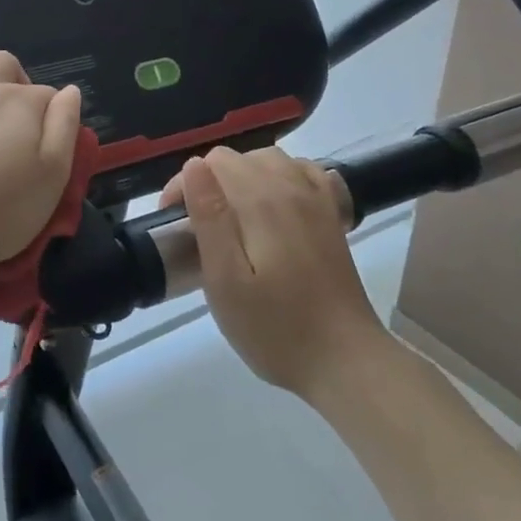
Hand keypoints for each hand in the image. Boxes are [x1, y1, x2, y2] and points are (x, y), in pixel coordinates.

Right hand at [164, 146, 389, 396]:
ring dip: (241, 178)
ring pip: (269, 160)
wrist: (345, 361)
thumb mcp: (225, 281)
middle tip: (197, 228)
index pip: (212, 163)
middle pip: (238, 158)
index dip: (184, 186)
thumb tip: (194, 165)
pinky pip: (302, 172)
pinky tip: (271, 207)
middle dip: (209, 181)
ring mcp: (316, 200)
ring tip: (229, 218)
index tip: (175, 224)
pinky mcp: (332, 216)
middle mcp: (291, 188)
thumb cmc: (275, 328)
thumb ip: (209, 218)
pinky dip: (279, 178)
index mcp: (261, 201)